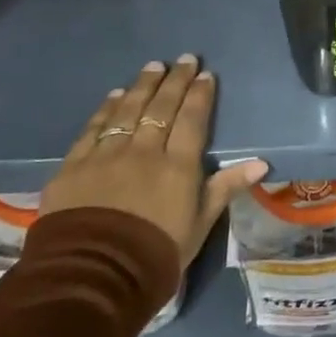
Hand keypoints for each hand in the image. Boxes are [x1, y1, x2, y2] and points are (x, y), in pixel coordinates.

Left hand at [41, 55, 266, 266]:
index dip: (200, 95)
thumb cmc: (155, 255)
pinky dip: (106, 109)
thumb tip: (261, 162)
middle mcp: (144, 151)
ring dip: (143, 86)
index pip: (192, 119)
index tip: (206, 75)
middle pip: (162, 107)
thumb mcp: (199, 225)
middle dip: (175, 80)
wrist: (92, 277)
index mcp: (178, 165)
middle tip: (184, 59)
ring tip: (153, 66)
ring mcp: (107, 155)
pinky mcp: (74, 166)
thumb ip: (225, 188)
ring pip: (128, 110)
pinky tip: (116, 95)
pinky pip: (93, 129)